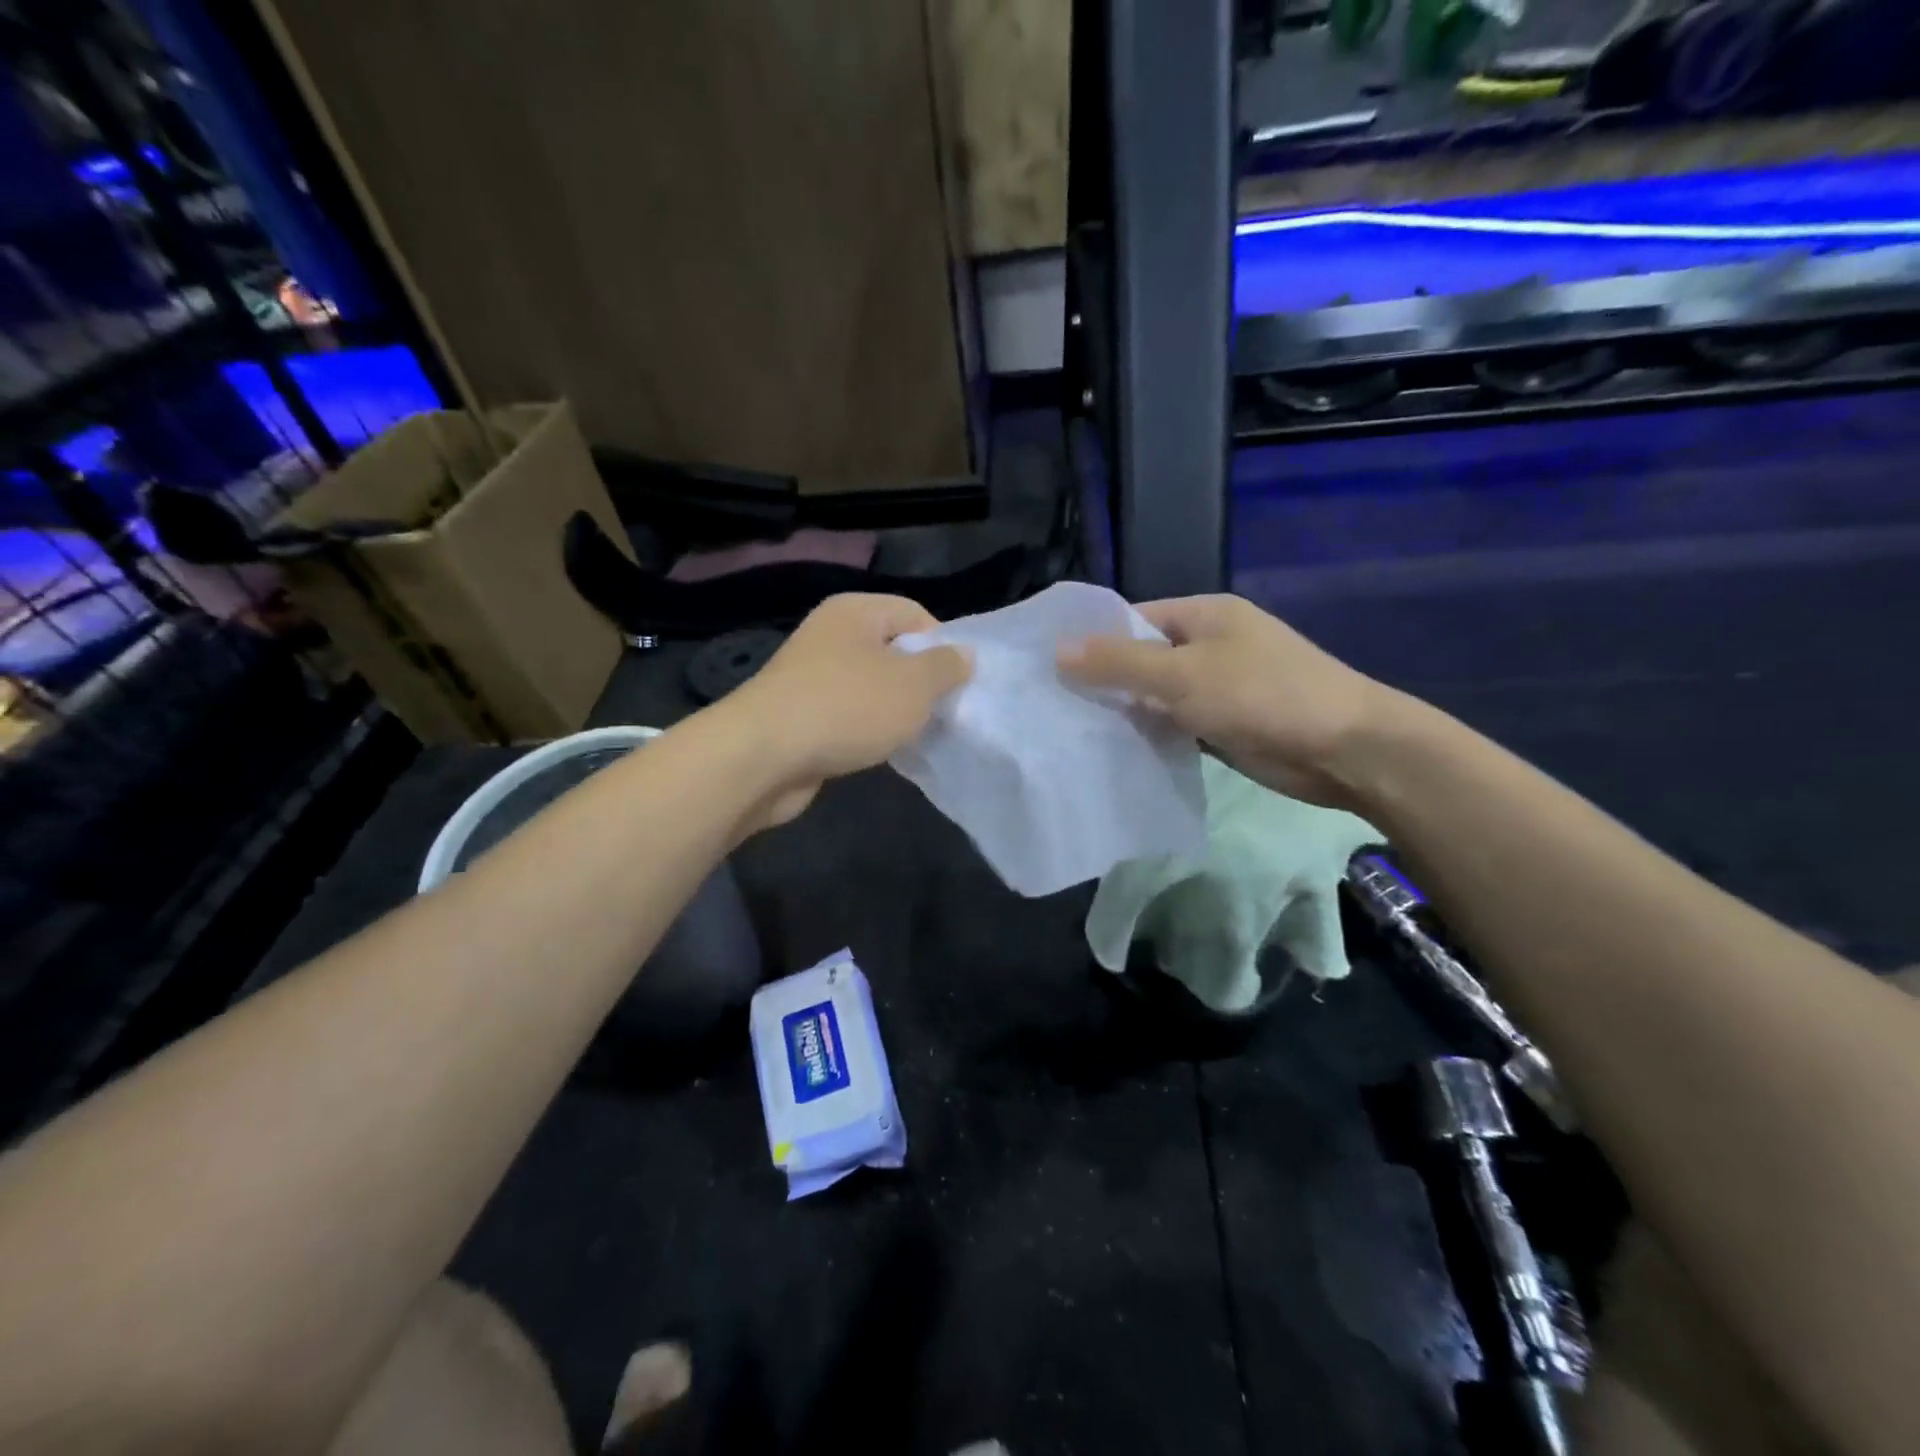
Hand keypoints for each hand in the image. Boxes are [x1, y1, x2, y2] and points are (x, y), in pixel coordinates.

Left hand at [721, 594, 970, 828]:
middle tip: (941, 713)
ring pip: (871, 686)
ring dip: (894, 710)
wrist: (763, 757)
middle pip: (893, 650)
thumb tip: (963, 655)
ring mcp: (811, 676)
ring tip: (912, 735)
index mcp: (855, 611)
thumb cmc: (847, 708)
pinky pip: (848, 714)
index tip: (957, 685)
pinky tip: (878, 751)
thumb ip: (946, 666)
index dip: (942, 646)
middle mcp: (830, 635)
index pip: (914, 614)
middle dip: (921, 682)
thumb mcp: (914, 685)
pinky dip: (867, 730)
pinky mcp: (801, 714)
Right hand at [1058, 594, 1393, 807]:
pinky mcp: (1225, 724)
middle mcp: (1209, 644)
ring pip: (1157, 694)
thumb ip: (1120, 663)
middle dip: (1104, 680)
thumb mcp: (1182, 674)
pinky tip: (1115, 751)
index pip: (1133, 618)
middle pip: (1143, 657)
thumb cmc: (1262, 695)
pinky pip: (1176, 723)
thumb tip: (1058, 649)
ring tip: (1072, 730)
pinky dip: (1151, 733)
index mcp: (1203, 615)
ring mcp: (1219, 686)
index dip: (1092, 640)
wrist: (1345, 749)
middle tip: (1053, 704)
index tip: (1049, 667)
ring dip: (1126, 711)